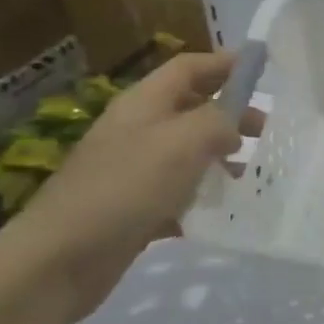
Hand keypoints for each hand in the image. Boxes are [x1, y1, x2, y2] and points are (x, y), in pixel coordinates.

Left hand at [5, 51, 262, 318]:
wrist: (58, 259)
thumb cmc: (125, 187)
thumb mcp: (183, 142)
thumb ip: (219, 122)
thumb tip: (233, 125)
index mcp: (145, 103)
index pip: (189, 68)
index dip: (225, 64)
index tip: (262, 71)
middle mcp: (138, 130)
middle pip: (191, 108)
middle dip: (230, 114)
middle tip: (266, 132)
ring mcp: (132, 171)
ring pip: (186, 153)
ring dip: (219, 158)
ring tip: (249, 175)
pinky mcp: (132, 209)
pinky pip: (176, 194)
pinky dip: (200, 199)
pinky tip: (221, 213)